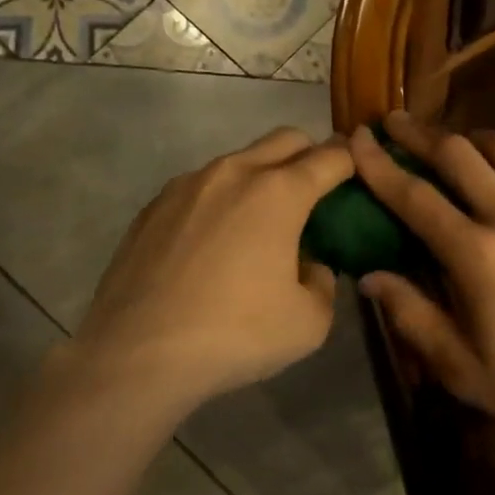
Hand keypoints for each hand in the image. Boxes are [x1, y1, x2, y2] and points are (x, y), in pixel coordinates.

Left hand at [67, 127, 354, 411]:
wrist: (137, 354)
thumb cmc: (235, 334)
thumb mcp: (309, 322)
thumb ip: (323, 282)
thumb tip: (310, 266)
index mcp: (279, 192)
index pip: (331, 158)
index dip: (351, 162)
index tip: (357, 175)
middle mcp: (234, 173)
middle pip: (285, 139)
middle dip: (310, 154)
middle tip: (315, 193)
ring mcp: (188, 185)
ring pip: (239, 160)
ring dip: (262, 177)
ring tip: (260, 225)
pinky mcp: (153, 206)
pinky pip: (201, 187)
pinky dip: (220, 201)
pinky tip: (212, 245)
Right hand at [350, 112, 494, 445]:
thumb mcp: (461, 368)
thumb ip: (412, 316)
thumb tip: (371, 276)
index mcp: (476, 255)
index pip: (415, 196)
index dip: (380, 164)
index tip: (358, 138)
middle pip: (460, 155)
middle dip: (421, 134)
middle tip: (397, 121)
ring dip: (475, 139)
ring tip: (458, 143)